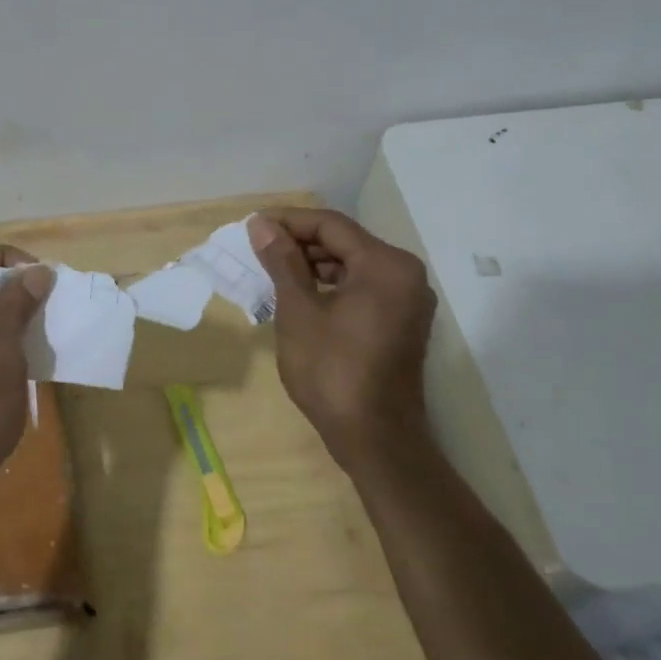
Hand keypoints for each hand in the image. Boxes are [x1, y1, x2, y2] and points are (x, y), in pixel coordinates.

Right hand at [247, 209, 437, 476]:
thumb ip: (282, 261)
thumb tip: (262, 225)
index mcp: (386, 265)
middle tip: (258, 247)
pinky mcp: (402, 321)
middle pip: (345, 242)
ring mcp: (407, 299)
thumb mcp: (299, 311)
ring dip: (314, 263)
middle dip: (300, 241)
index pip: (331, 225)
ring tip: (273, 269)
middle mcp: (405, 274)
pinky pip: (363, 286)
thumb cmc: (332, 371)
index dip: (289, 220)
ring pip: (354, 264)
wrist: (376, 439)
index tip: (252, 224)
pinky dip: (332, 284)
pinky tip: (300, 292)